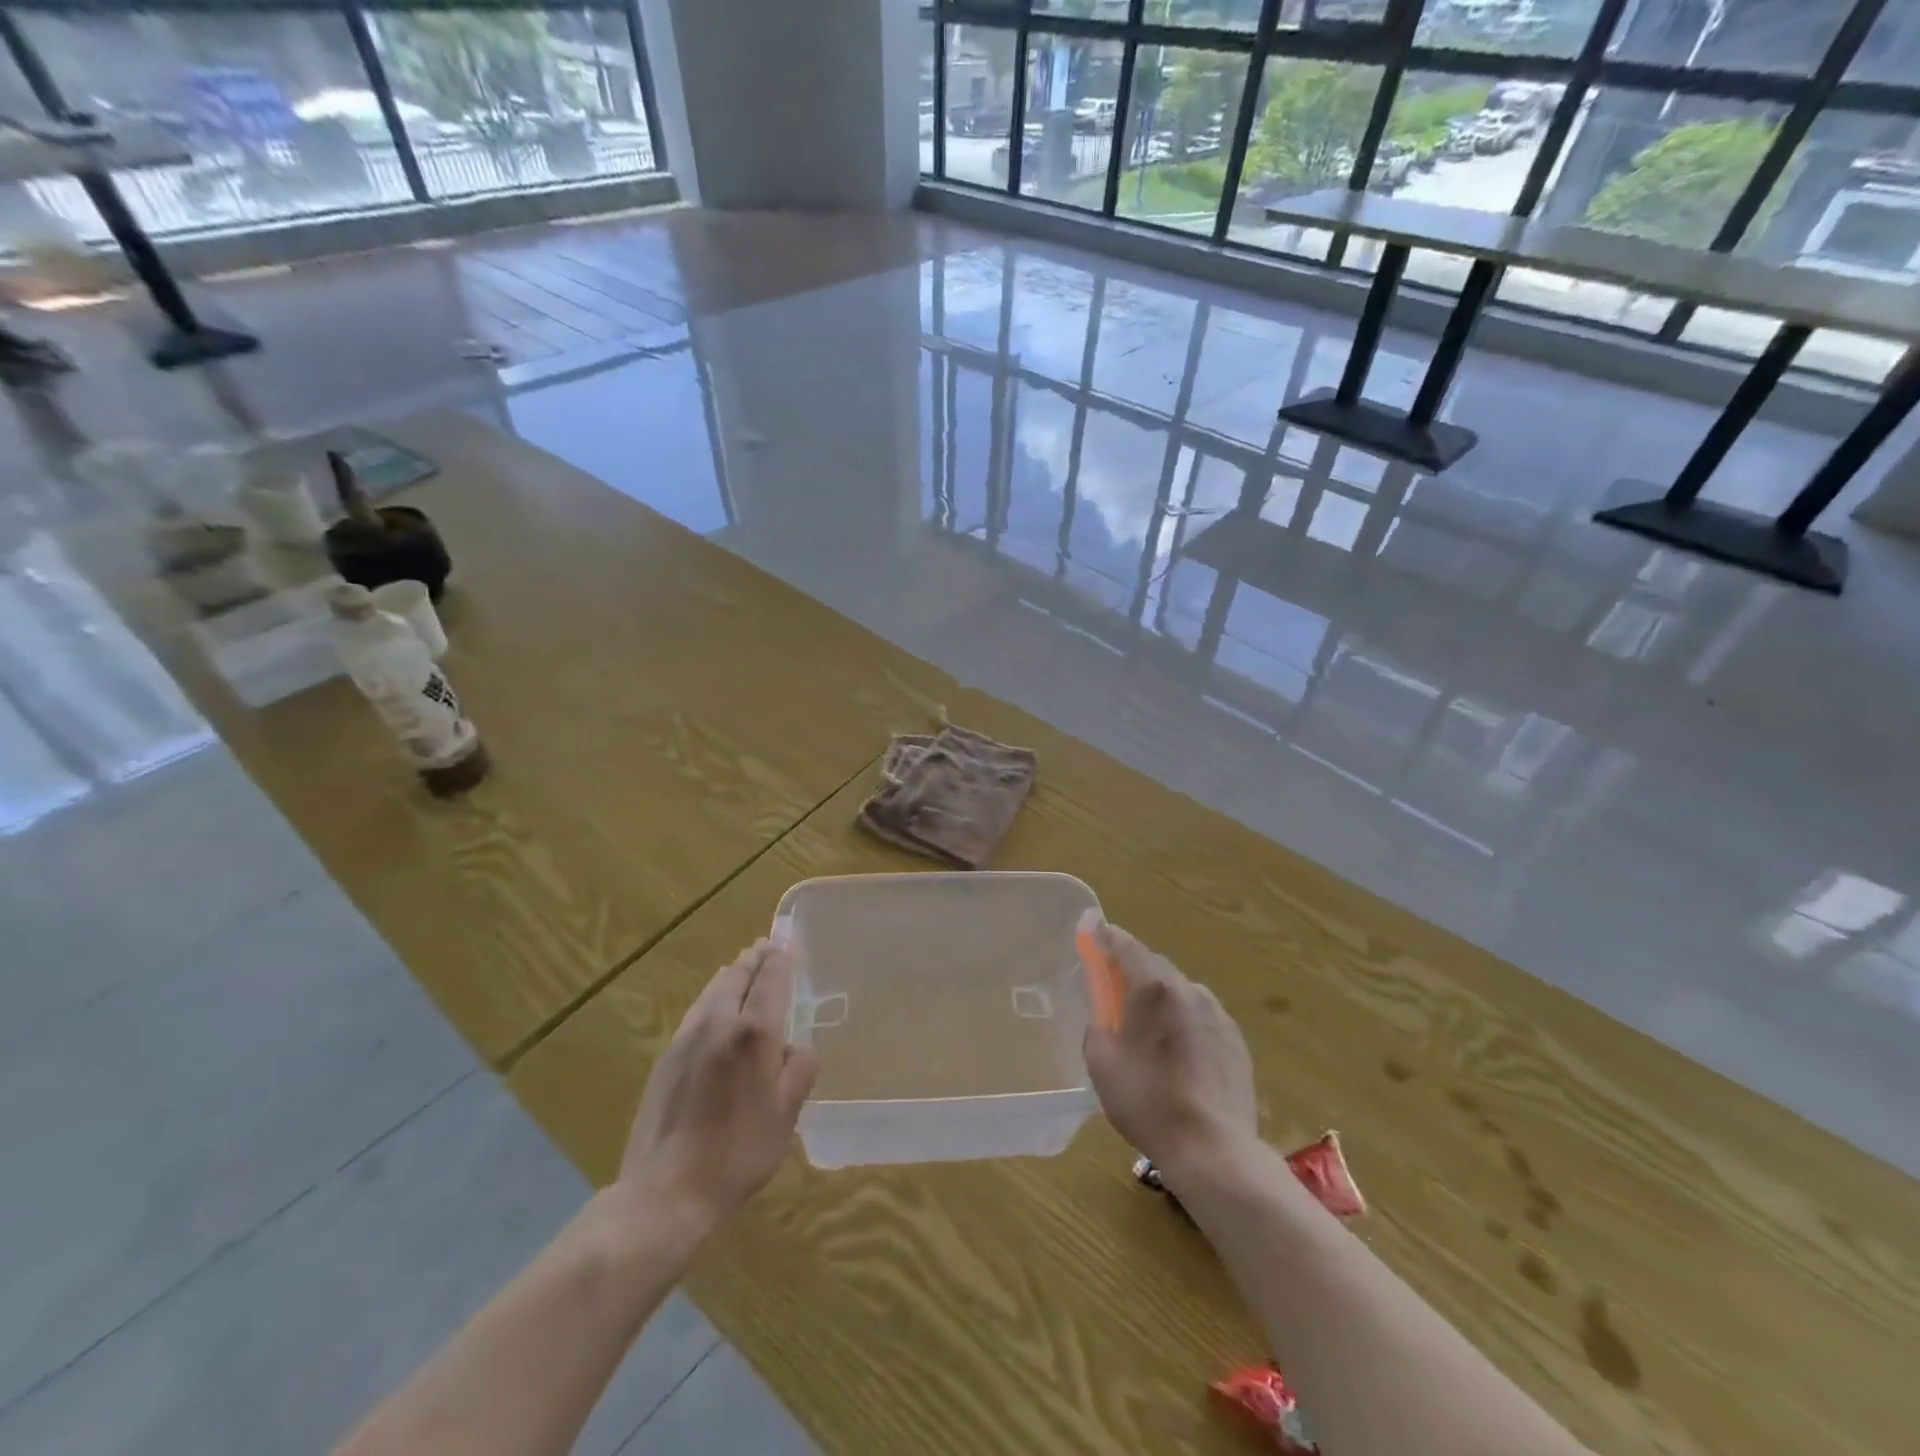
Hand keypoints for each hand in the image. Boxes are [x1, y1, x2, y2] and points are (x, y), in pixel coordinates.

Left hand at [617, 939, 817, 1229]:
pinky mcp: (666, 1058)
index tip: (786, 942)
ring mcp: (687, 1038)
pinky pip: (695, 1013)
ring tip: (740, 967)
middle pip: (737, 976)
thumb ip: (799, 1070)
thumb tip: (795, 1048)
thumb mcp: (787, 1114)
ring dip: (730, 974)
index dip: (780, 959)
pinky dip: (711, 998)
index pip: (771, 980)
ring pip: (712, 991)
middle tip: (765, 946)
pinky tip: (712, 1008)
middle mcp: (720, 1023)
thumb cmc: (738, 1152)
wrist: (666, 1191)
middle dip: (754, 959)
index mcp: (755, 1032)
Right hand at [1081, 914, 1257, 1173]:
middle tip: (1113, 988)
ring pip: (1180, 991)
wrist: (1212, 1149)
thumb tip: (1102, 1003)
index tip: (1092, 931)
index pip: (1124, 944)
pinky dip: (1184, 1020)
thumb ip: (1097, 1019)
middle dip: (1132, 970)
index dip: (1105, 936)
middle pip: (1154, 966)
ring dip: (1161, 996)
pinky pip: (1201, 1016)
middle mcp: (1188, 989)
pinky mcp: (1235, 1039)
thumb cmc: (1146, 1102)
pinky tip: (1177, 1050)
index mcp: (1152, 987)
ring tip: (1148, 1026)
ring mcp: (1217, 1013)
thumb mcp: (1101, 1059)